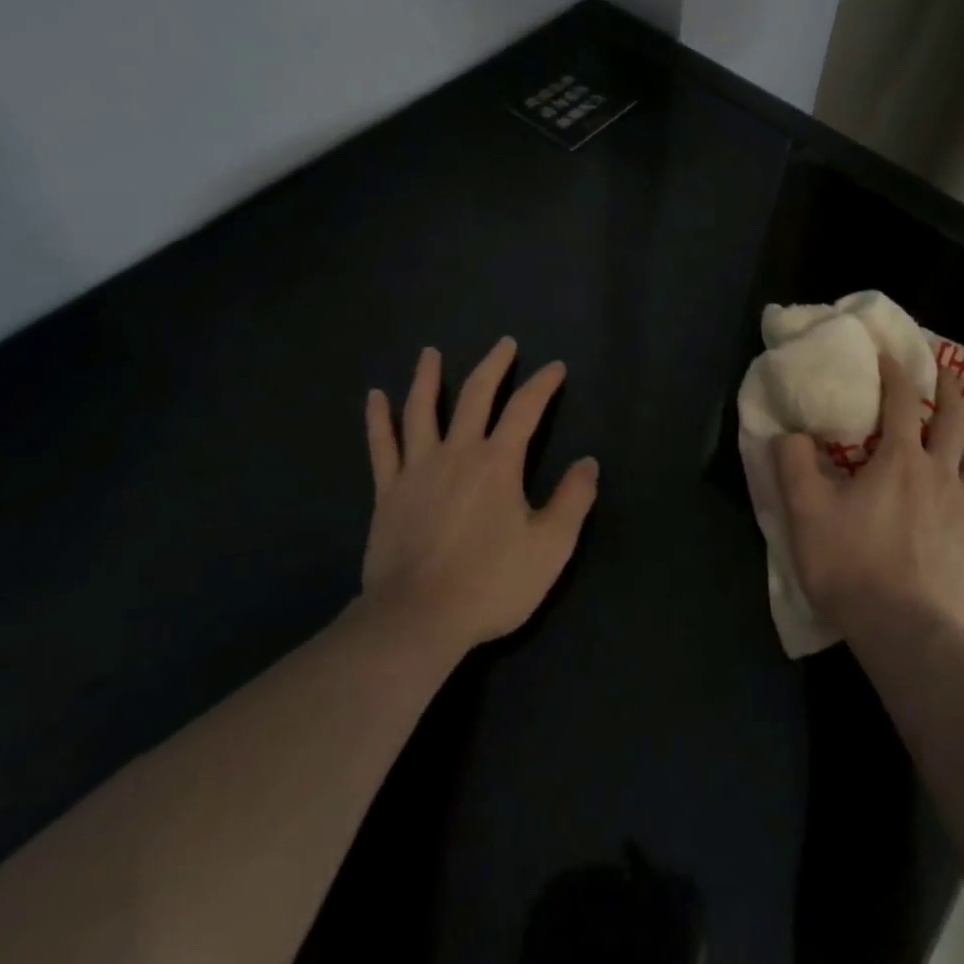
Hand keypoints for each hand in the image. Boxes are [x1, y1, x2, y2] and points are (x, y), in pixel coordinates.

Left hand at [361, 338, 597, 652]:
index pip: (525, 408)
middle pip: (476, 395)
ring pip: (422, 410)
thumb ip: (573, 500)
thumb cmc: (490, 584)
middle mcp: (457, 452)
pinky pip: (382, 446)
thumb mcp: (550, 547)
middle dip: (494, 366)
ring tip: (429, 353)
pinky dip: (378, 419)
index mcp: (498, 462)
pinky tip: (375, 397)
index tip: (555, 367)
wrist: (417, 620)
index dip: (543, 384)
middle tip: (505, 343)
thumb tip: (588, 462)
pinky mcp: (388, 492)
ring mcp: (417, 469)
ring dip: (427, 378)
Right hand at [775, 353, 963, 635]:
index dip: (896, 374)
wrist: (898, 628)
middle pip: (952, 421)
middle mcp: (939, 473)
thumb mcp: (805, 510)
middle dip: (950, 391)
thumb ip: (794, 463)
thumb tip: (789, 432)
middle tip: (949, 371)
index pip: (899, 403)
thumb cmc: (849, 563)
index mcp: (897, 460)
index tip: (890, 355)